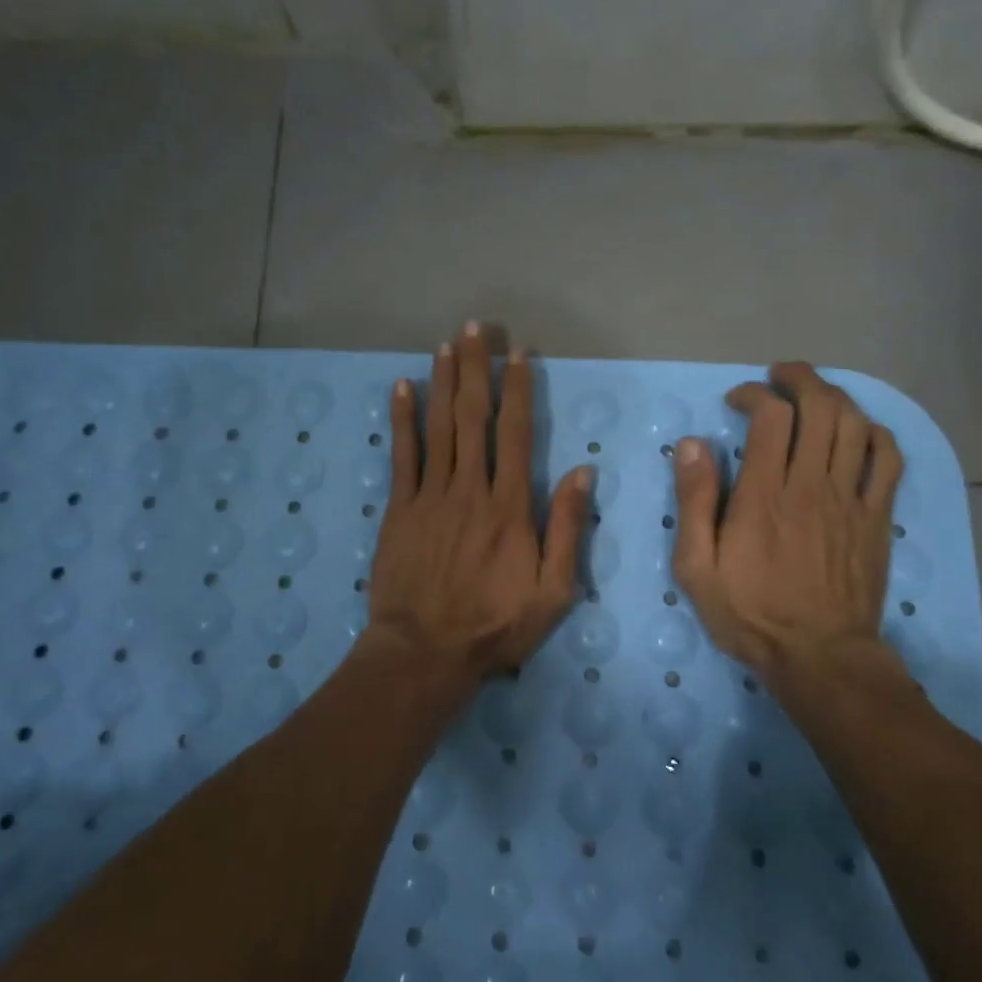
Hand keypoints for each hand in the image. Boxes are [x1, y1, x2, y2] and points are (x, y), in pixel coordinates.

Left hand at [367, 323, 591, 682]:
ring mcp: (430, 496)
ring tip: (446, 345)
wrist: (425, 652)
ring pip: (439, 427)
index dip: (517, 389)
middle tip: (474, 329)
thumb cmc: (495, 625)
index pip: (516, 433)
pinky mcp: (399, 509)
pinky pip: (402, 455)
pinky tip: (401, 387)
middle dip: (475, 369)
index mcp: (510, 507)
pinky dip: (402, 419)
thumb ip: (567, 528)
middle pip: (474, 417)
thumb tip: (582, 470)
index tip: (517, 353)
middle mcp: (470, 489)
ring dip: (443, 382)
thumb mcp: (554, 590)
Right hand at [670, 361, 903, 689]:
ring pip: (855, 424)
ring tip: (814, 393)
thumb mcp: (697, 566)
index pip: (771, 416)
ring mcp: (850, 499)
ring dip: (835, 396)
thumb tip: (692, 445)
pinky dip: (875, 432)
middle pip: (820, 407)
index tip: (738, 401)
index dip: (755, 394)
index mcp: (764, 494)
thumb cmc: (750, 612)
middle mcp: (811, 485)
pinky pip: (888, 459)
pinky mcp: (876, 517)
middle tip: (780, 376)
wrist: (820, 657)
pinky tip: (858, 430)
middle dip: (799, 379)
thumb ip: (694, 501)